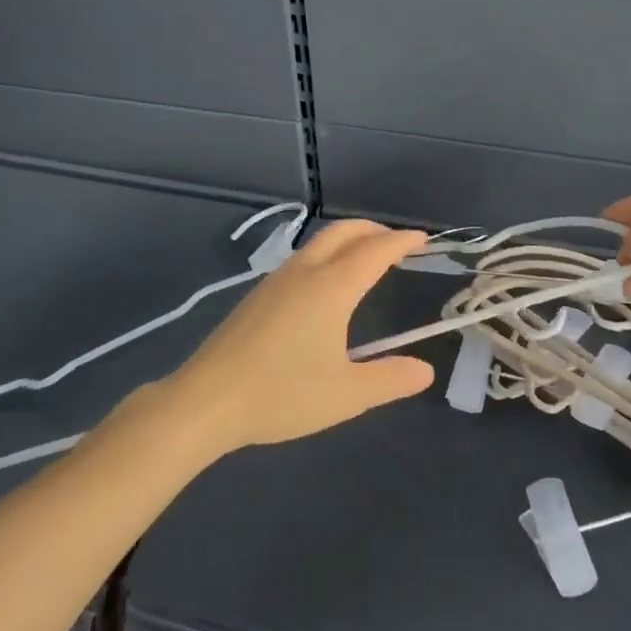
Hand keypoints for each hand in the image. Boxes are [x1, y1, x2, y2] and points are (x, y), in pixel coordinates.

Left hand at [167, 220, 435, 452]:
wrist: (206, 400)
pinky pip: (302, 258)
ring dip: (348, 240)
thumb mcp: (346, 395)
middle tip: (396, 242)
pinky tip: (324, 285)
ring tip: (364, 258)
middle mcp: (305, 272)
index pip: (375, 251)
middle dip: (374, 230)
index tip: (423, 239)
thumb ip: (389, 379)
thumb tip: (425, 370)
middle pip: (344, 232)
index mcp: (331, 287)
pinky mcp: (258, 295)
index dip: (401, 241)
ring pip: (319, 242)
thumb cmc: (282, 394)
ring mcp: (277, 280)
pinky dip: (327, 255)